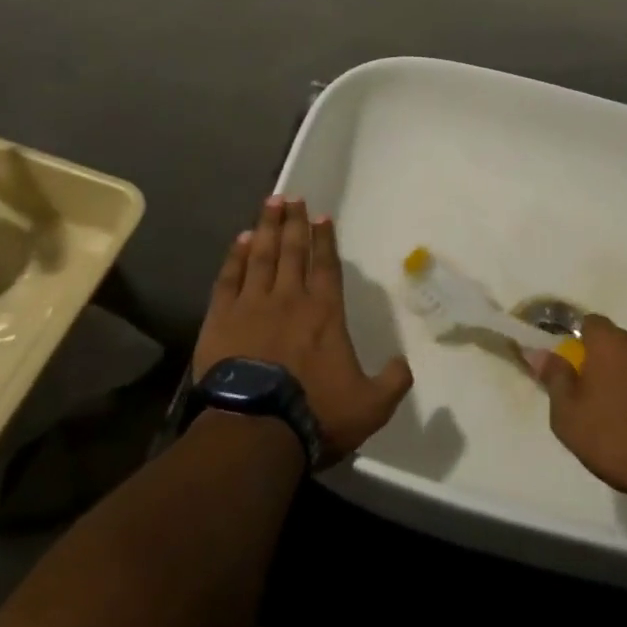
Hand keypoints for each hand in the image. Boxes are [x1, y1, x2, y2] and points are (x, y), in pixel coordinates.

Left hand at [193, 197, 413, 463]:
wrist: (254, 430)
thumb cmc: (315, 414)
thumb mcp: (370, 406)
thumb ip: (393, 381)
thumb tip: (404, 363)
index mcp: (325, 312)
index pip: (326, 265)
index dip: (325, 239)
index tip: (321, 215)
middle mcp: (290, 298)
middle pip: (292, 250)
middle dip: (294, 222)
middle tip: (292, 197)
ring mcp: (252, 305)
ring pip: (261, 255)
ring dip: (266, 228)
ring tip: (270, 203)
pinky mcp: (221, 319)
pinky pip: (229, 278)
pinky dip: (235, 257)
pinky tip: (239, 241)